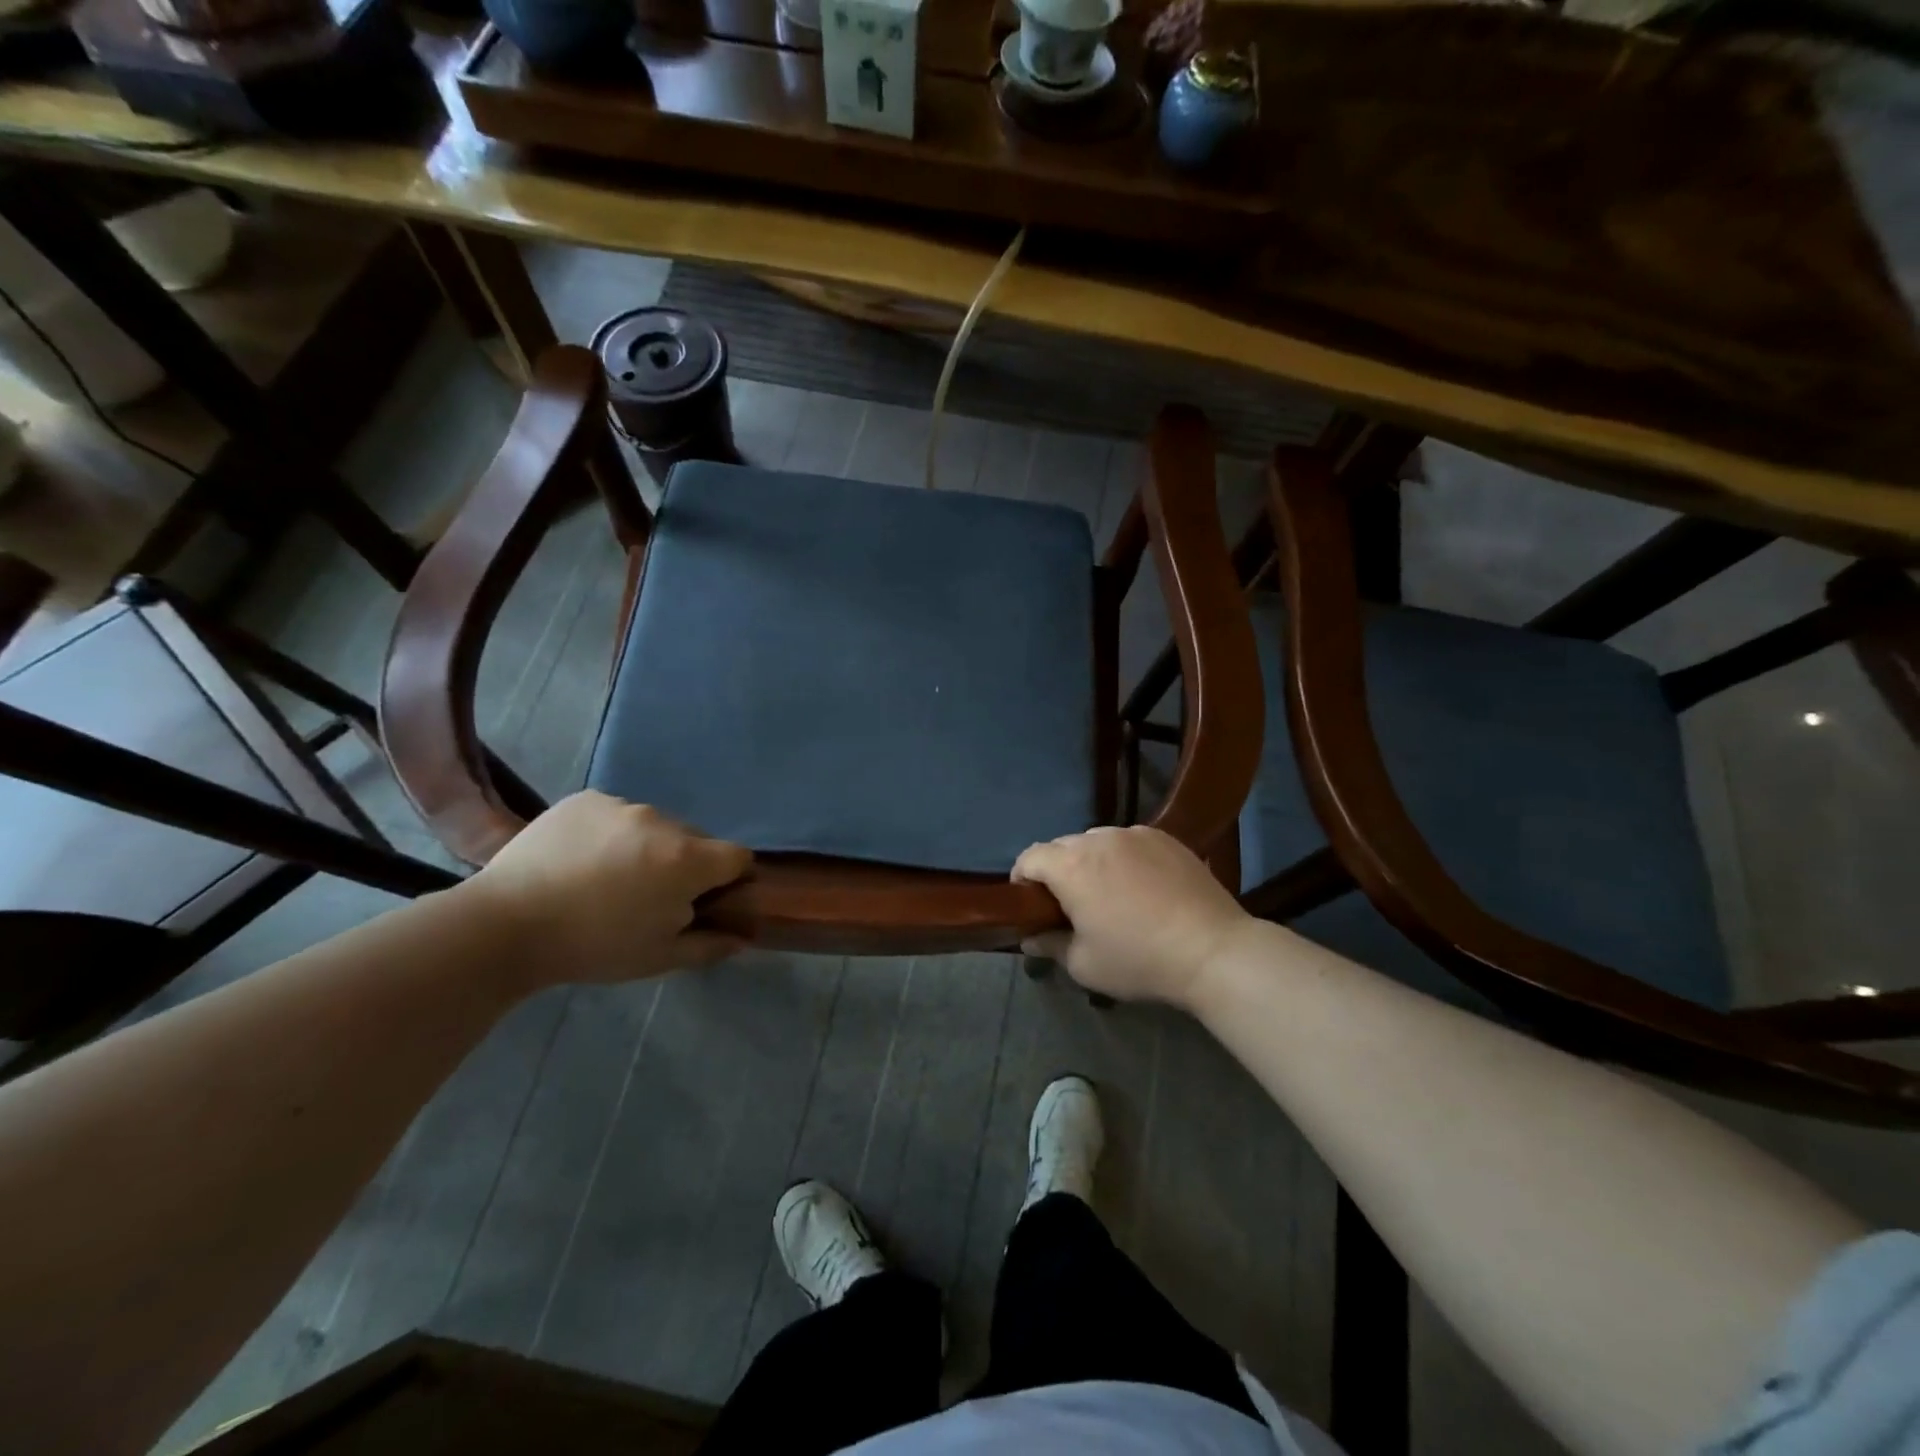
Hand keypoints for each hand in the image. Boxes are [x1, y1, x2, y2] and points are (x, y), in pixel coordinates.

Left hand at [464, 792, 751, 986]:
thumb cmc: (593, 947)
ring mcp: (622, 805)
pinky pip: (618, 815)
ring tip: (608, 879)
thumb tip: (743, 938)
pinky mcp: (587, 799)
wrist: (504, 924)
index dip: (732, 879)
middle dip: (686, 864)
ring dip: (648, 848)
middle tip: (651, 897)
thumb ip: (710, 945)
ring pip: (655, 826)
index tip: (707, 901)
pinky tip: (582, 861)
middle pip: (696, 840)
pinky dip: (612, 834)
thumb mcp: (659, 958)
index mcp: (688, 860)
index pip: (738, 857)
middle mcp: (663, 821)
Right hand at [1013, 826, 1254, 1008]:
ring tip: (1110, 894)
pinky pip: (1130, 842)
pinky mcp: (1165, 837)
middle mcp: (1098, 839)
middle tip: (1070, 905)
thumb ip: (1049, 945)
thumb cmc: (1139, 959)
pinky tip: (1143, 887)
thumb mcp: (1084, 965)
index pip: (1029, 857)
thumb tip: (1029, 937)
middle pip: (1062, 847)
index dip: (1022, 879)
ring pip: (1097, 841)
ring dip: (1092, 862)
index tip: (1030, 905)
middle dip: (1057, 872)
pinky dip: (1125, 858)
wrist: (1212, 950)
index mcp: (1070, 865)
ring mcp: (1135, 833)